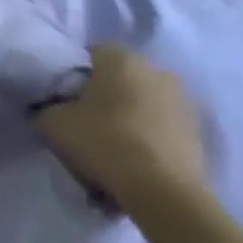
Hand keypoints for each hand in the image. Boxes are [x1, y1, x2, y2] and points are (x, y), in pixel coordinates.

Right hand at [33, 46, 207, 210]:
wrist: (162, 190)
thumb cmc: (104, 142)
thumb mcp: (54, 125)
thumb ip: (46, 109)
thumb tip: (48, 109)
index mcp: (122, 59)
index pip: (92, 52)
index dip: (74, 74)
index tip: (63, 99)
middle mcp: (157, 69)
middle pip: (120, 78)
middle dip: (103, 97)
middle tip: (84, 125)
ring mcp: (182, 99)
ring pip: (142, 103)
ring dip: (127, 119)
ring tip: (110, 151)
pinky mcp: (196, 130)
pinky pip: (160, 128)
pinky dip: (146, 140)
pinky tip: (133, 165)